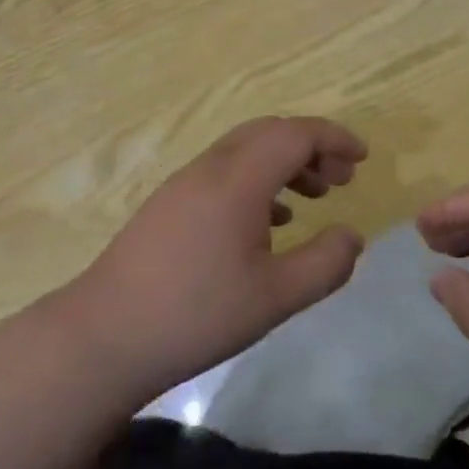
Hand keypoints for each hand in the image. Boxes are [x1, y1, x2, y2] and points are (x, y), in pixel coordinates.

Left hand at [61, 117, 367, 402]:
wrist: (105, 335)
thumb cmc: (196, 314)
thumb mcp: (274, 297)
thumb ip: (324, 264)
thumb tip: (353, 236)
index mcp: (239, 179)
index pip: (295, 134)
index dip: (334, 138)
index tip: (362, 158)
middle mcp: (211, 167)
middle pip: (269, 132)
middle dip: (311, 146)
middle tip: (342, 177)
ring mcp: (185, 183)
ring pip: (245, 151)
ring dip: (283, 162)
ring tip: (313, 196)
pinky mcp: (169, 203)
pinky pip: (224, 172)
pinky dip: (257, 180)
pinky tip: (268, 220)